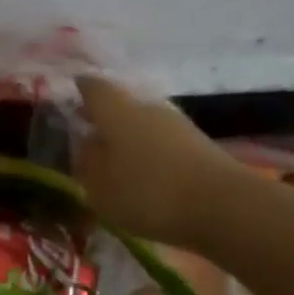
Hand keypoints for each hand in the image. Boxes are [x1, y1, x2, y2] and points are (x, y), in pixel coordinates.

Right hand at [74, 76, 242, 246]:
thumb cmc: (148, 193)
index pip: (94, 88)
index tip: (71, 90)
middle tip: (86, 135)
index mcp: (117, 113)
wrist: (223, 206)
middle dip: (103, 118)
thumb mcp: (100, 187)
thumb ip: (87, 164)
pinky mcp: (197, 146)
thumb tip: (86, 145)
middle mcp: (148, 109)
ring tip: (113, 162)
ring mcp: (177, 125)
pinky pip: (161, 143)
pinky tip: (142, 175)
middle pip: (120, 106)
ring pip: (142, 125)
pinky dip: (148, 154)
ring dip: (127, 138)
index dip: (81, 88)